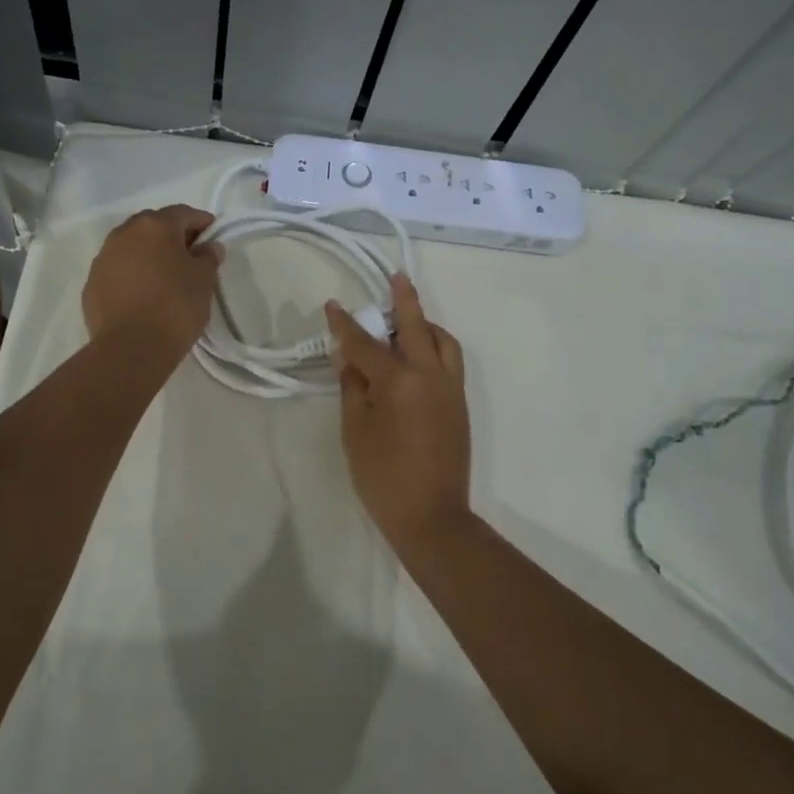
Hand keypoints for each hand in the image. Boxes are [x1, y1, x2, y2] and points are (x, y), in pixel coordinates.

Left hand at [82, 206, 222, 365]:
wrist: (131, 348)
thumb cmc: (175, 307)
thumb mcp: (203, 281)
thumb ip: (208, 258)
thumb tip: (209, 247)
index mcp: (155, 226)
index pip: (183, 213)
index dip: (201, 222)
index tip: (213, 236)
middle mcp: (124, 233)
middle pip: (153, 225)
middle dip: (172, 235)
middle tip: (190, 255)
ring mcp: (103, 257)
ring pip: (132, 246)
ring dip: (149, 253)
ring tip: (164, 275)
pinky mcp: (92, 283)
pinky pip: (118, 269)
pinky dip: (132, 273)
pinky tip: (143, 293)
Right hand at [324, 274, 470, 544]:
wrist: (432, 516)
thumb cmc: (383, 476)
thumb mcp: (355, 430)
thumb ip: (352, 387)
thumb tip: (349, 357)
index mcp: (399, 381)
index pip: (366, 343)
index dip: (345, 324)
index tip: (333, 305)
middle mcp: (430, 375)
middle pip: (416, 326)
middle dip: (403, 299)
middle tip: (395, 277)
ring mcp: (450, 388)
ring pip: (442, 340)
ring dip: (425, 323)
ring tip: (407, 320)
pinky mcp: (460, 403)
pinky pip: (450, 360)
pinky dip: (436, 345)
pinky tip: (419, 353)